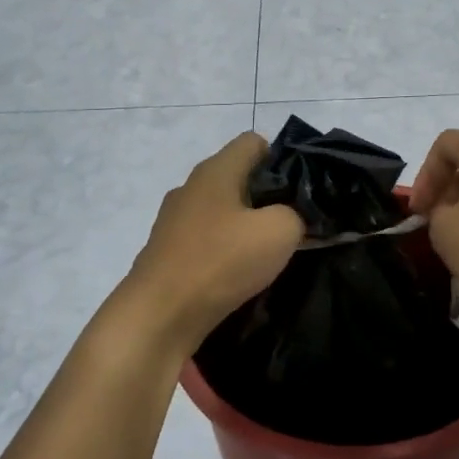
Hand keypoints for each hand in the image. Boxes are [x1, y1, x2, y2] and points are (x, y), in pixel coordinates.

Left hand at [124, 132, 304, 356]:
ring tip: (270, 254)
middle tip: (294, 224)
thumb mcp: (279, 232)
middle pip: (238, 177)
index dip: (283, 159)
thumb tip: (293, 218)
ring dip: (246, 227)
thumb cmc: (220, 262)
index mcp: (216, 170)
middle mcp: (191, 187)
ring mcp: (174, 220)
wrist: (158, 316)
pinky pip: (207, 240)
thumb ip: (297, 215)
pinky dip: (225, 251)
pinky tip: (239, 275)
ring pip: (222, 211)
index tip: (300, 191)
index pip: (254, 141)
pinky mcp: (168, 252)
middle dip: (268, 197)